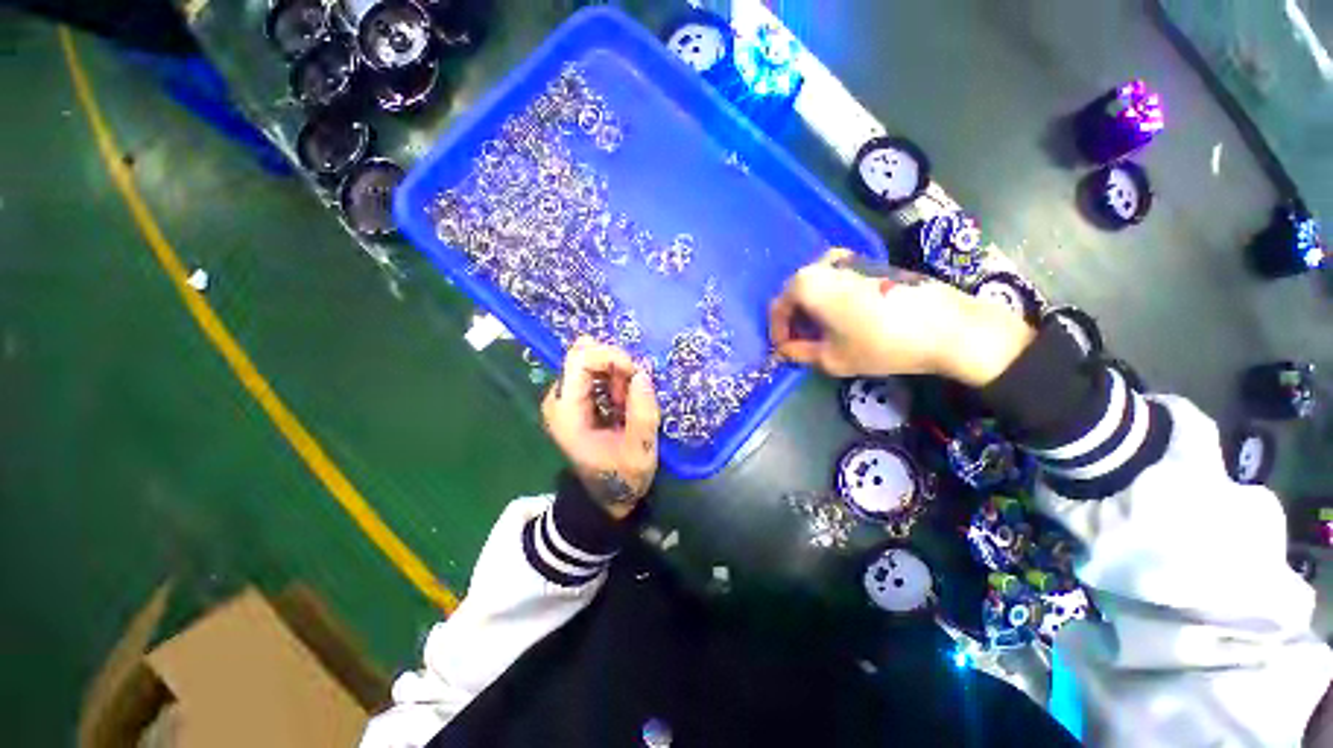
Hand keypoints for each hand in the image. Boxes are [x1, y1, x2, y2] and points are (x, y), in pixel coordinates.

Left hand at [542, 337, 660, 518]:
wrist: (606, 494)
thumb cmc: (622, 476)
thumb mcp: (640, 450)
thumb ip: (643, 413)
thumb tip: (643, 374)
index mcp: (567, 413)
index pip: (580, 361)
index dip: (612, 357)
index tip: (636, 376)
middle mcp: (558, 398)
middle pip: (583, 354)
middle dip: (616, 364)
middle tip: (633, 391)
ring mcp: (565, 396)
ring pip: (590, 358)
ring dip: (616, 373)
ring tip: (627, 402)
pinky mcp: (575, 397)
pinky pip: (594, 370)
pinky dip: (613, 378)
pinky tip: (622, 400)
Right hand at [768, 249, 1034, 385]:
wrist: (948, 327)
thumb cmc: (880, 344)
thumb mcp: (831, 359)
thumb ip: (798, 354)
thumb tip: (785, 351)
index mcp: (806, 283)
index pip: (777, 307)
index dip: (777, 333)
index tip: (785, 351)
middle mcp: (823, 263)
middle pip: (795, 294)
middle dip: (795, 321)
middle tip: (803, 344)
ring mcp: (850, 258)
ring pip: (816, 287)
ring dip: (812, 311)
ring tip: (824, 334)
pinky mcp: (871, 262)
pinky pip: (836, 281)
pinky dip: (831, 301)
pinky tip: (846, 320)